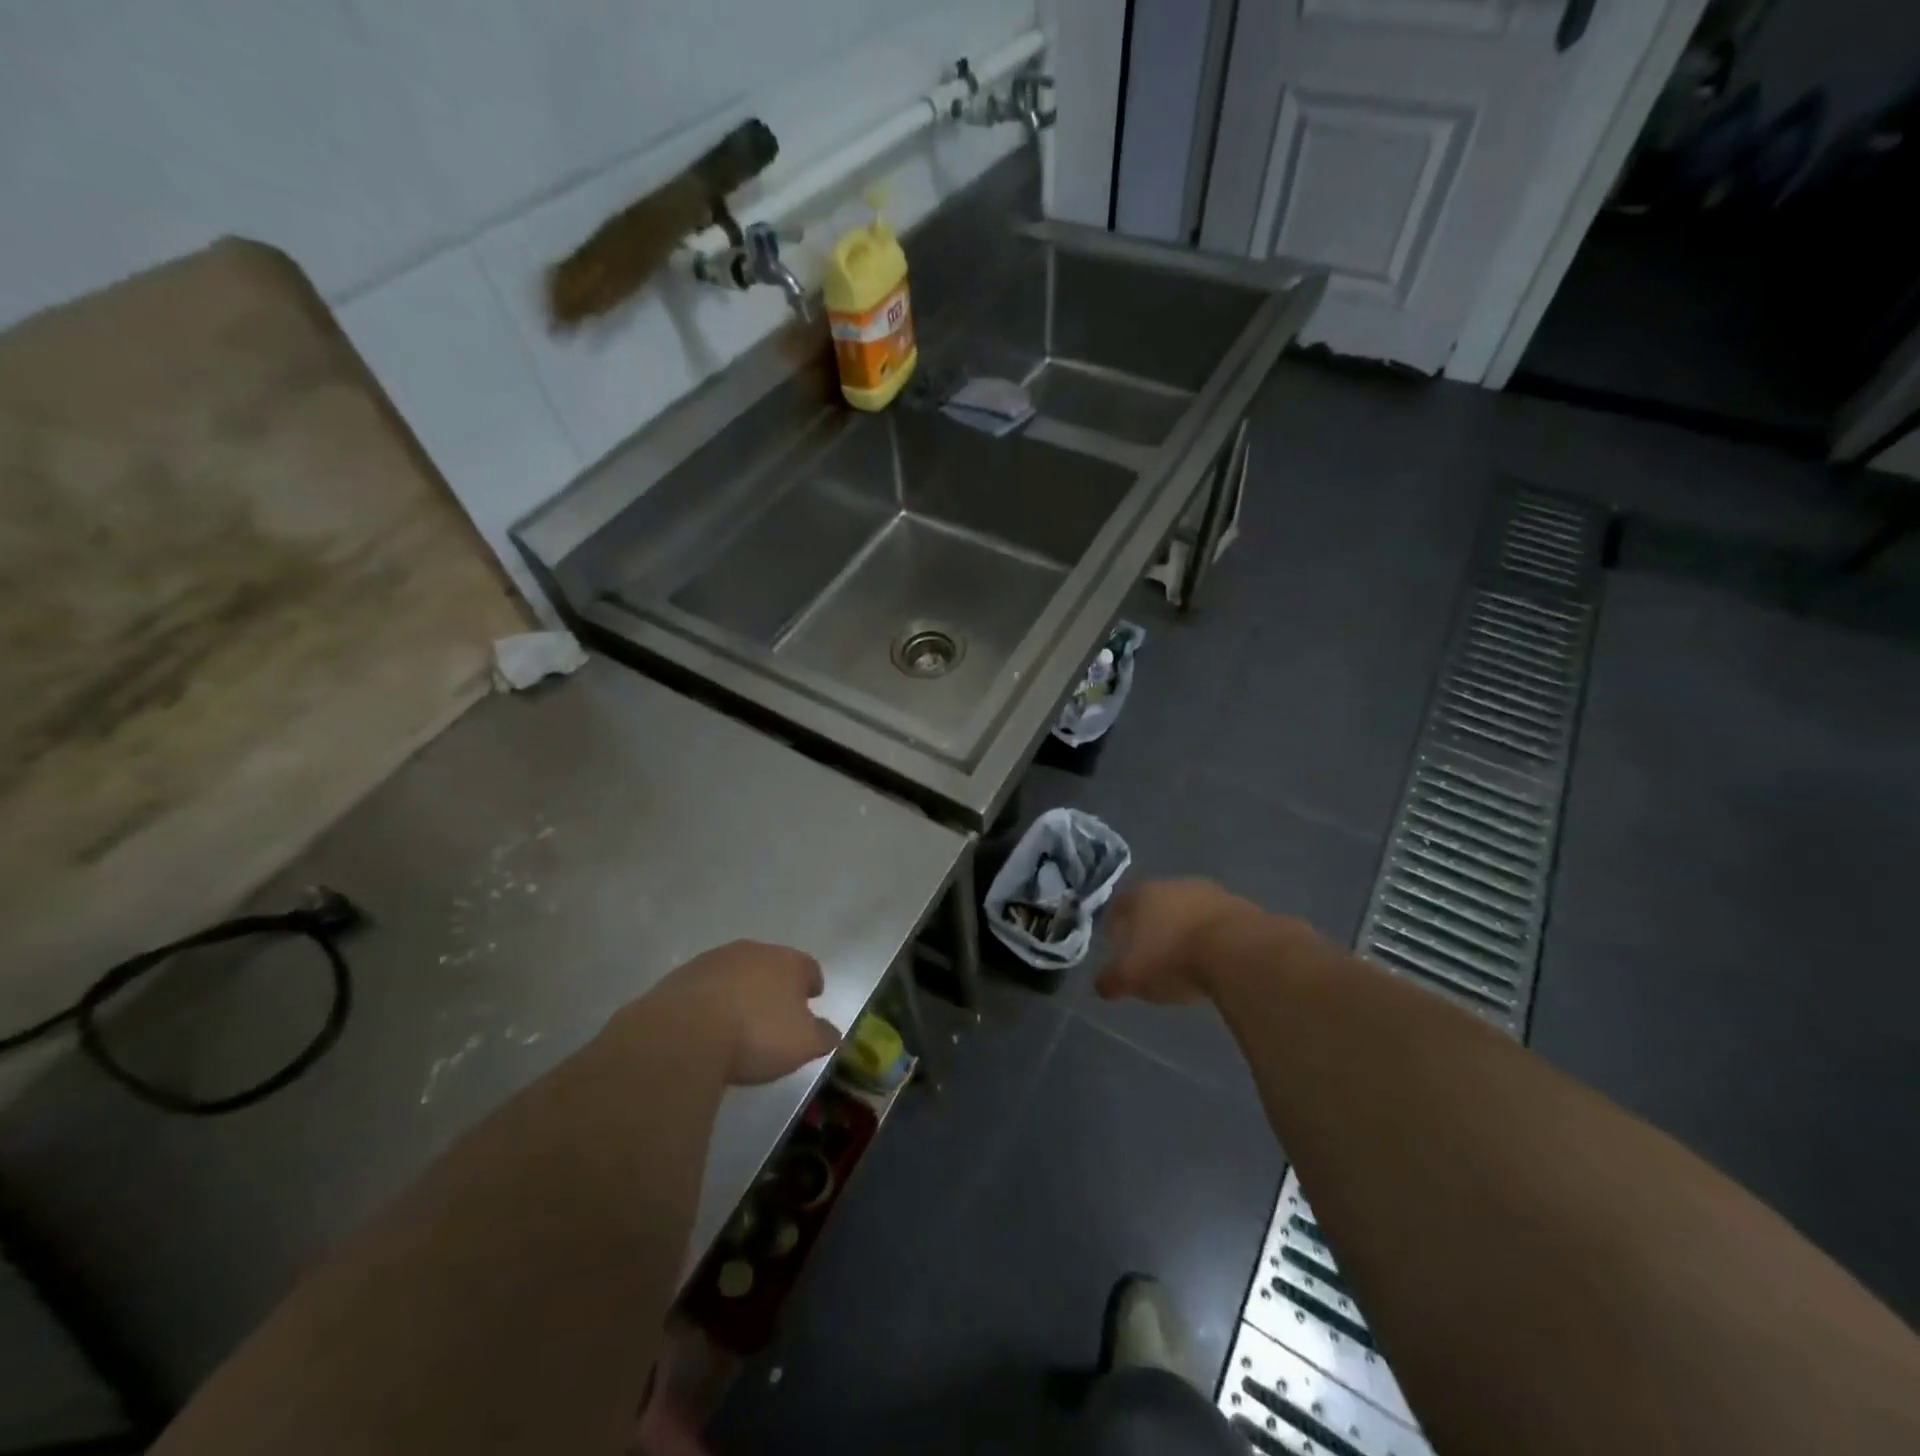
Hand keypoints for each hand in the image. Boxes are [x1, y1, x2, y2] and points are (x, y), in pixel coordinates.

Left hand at [647, 941, 841, 1085]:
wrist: (684, 1032)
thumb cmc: (756, 1034)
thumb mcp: (803, 1044)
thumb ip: (822, 1036)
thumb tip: (832, 1032)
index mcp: (788, 962)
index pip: (809, 968)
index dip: (812, 984)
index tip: (812, 998)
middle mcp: (754, 951)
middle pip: (772, 964)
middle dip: (775, 984)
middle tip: (776, 1011)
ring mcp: (714, 960)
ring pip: (737, 972)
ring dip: (741, 990)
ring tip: (739, 1020)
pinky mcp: (681, 976)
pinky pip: (706, 987)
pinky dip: (711, 1001)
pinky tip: (707, 1025)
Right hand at [1096, 879, 1258, 1004]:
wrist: (1238, 951)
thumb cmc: (1173, 959)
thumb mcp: (1132, 976)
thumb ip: (1111, 979)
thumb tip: (1101, 984)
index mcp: (1142, 895)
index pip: (1119, 905)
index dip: (1114, 924)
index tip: (1115, 943)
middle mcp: (1173, 885)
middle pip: (1154, 903)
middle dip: (1150, 924)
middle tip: (1149, 951)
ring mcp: (1209, 892)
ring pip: (1187, 909)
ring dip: (1183, 927)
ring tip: (1184, 955)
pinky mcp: (1240, 905)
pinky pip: (1216, 920)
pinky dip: (1210, 935)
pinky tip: (1213, 956)